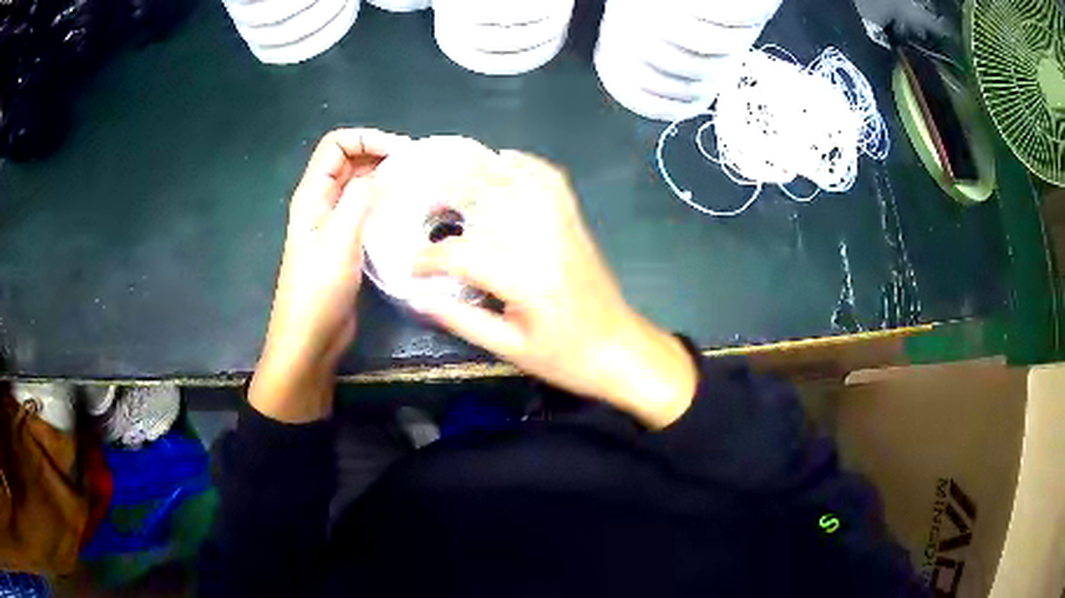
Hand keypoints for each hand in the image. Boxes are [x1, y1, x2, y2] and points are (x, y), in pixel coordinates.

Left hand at [250, 128, 410, 422]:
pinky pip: (365, 209)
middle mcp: (321, 202)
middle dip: (381, 155)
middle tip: (418, 168)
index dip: (367, 139)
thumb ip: (359, 200)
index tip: (402, 154)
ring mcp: (333, 223)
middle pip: (350, 160)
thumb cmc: (318, 292)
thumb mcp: (339, 241)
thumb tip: (383, 171)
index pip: (336, 145)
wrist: (309, 339)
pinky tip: (407, 213)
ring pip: (359, 185)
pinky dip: (385, 202)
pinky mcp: (345, 242)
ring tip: (418, 186)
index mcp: (312, 195)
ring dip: (385, 178)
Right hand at [412, 151, 697, 428]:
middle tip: (424, 211)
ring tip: (452, 177)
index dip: (429, 258)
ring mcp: (562, 227)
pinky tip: (506, 159)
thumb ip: (462, 320)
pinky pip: (552, 182)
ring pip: (517, 183)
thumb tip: (418, 298)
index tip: (411, 266)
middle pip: (488, 202)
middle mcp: (542, 241)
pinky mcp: (575, 224)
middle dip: (448, 198)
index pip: (463, 255)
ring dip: (481, 173)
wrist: (620, 349)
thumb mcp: (509, 349)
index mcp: (524, 278)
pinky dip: (527, 165)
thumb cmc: (565, 357)